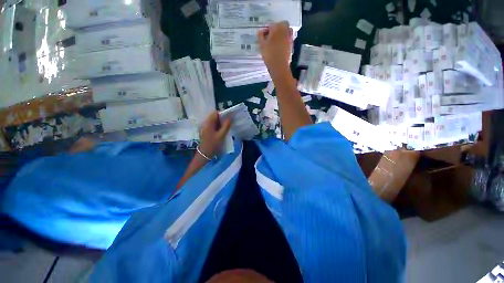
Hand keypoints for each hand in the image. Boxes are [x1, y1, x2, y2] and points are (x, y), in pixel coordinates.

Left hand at [199, 111, 231, 157]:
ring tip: (226, 128)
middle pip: (214, 116)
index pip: (215, 113)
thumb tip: (230, 117)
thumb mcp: (221, 135)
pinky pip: (212, 125)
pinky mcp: (205, 131)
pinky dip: (217, 126)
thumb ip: (226, 126)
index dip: (222, 114)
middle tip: (228, 124)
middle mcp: (205, 123)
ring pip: (214, 121)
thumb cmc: (213, 144)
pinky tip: (221, 131)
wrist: (205, 153)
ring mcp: (205, 127)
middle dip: (222, 119)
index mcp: (208, 123)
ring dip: (220, 123)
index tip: (229, 118)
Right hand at [257, 21, 292, 75]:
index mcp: (278, 26)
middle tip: (268, 39)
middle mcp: (286, 30)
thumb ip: (260, 36)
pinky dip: (282, 44)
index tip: (262, 37)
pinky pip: (286, 41)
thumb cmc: (269, 54)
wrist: (279, 66)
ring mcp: (290, 38)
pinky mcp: (291, 46)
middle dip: (274, 32)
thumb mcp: (261, 44)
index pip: (271, 25)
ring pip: (284, 34)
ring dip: (279, 37)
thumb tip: (260, 31)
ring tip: (272, 45)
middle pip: (280, 27)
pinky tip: (277, 50)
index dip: (265, 31)